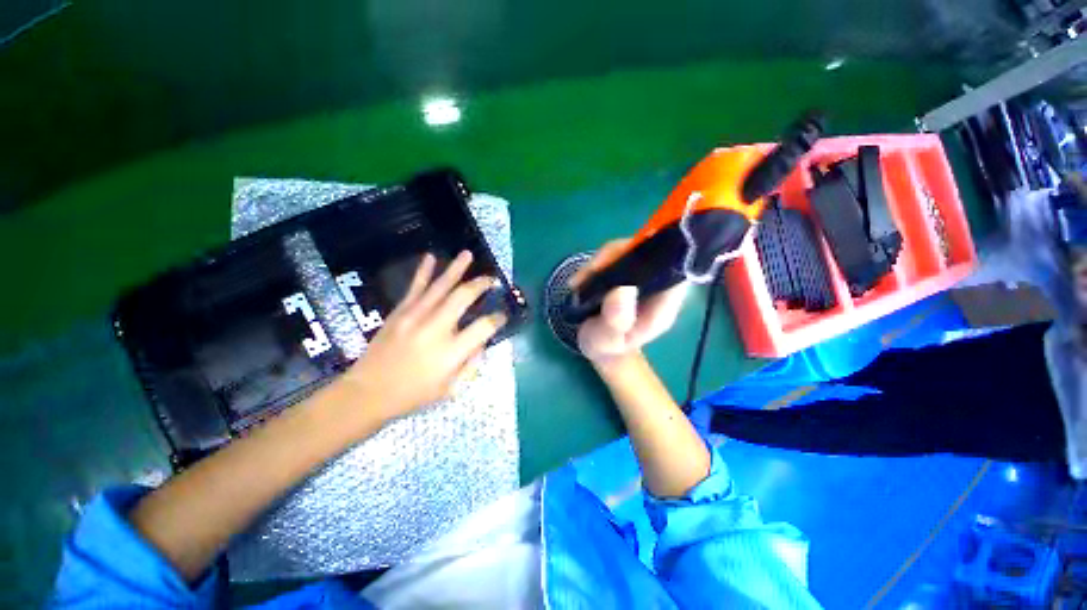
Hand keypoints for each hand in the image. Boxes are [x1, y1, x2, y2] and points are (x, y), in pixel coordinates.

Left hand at [342, 250, 506, 420]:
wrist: (367, 392)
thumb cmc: (414, 394)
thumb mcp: (451, 388)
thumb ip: (472, 364)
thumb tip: (482, 341)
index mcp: (451, 351)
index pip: (484, 327)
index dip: (497, 318)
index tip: (502, 315)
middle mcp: (436, 329)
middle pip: (464, 297)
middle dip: (481, 285)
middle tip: (492, 280)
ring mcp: (415, 317)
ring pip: (441, 286)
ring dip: (457, 269)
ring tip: (468, 254)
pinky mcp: (400, 312)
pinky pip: (415, 287)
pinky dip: (424, 271)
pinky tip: (431, 257)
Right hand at [572, 239, 687, 363]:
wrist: (599, 348)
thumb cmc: (607, 348)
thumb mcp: (607, 341)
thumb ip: (616, 321)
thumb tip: (623, 289)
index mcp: (662, 305)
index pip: (675, 271)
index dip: (657, 257)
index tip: (624, 260)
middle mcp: (656, 287)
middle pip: (650, 253)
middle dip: (619, 255)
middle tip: (591, 271)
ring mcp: (641, 278)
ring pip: (630, 251)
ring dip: (603, 259)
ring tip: (579, 280)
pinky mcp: (626, 273)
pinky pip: (615, 257)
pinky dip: (596, 264)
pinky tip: (579, 280)